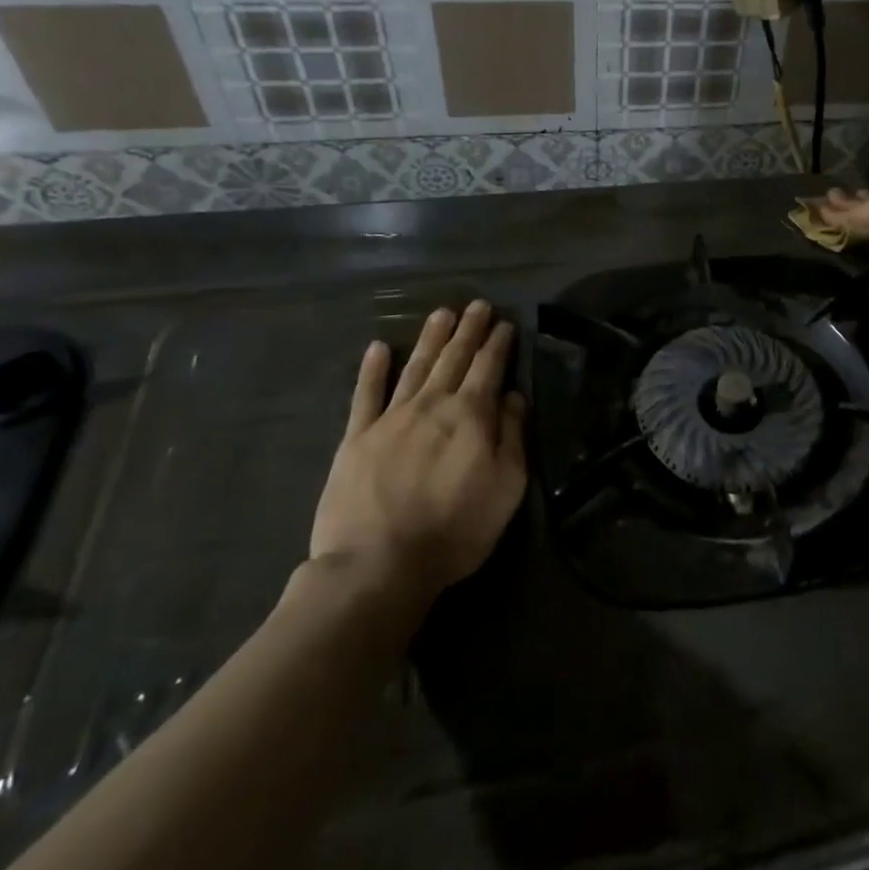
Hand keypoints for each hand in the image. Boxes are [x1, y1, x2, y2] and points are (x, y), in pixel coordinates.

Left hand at [309, 302, 527, 606]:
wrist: (377, 565)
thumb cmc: (454, 530)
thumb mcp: (506, 487)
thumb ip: (512, 436)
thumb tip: (513, 396)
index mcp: (470, 415)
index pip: (488, 367)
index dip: (497, 343)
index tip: (504, 322)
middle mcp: (432, 404)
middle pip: (453, 358)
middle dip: (468, 330)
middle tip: (476, 304)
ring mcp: (390, 418)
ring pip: (416, 367)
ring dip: (430, 338)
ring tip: (441, 313)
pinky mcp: (356, 438)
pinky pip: (365, 395)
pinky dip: (372, 370)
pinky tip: (378, 348)